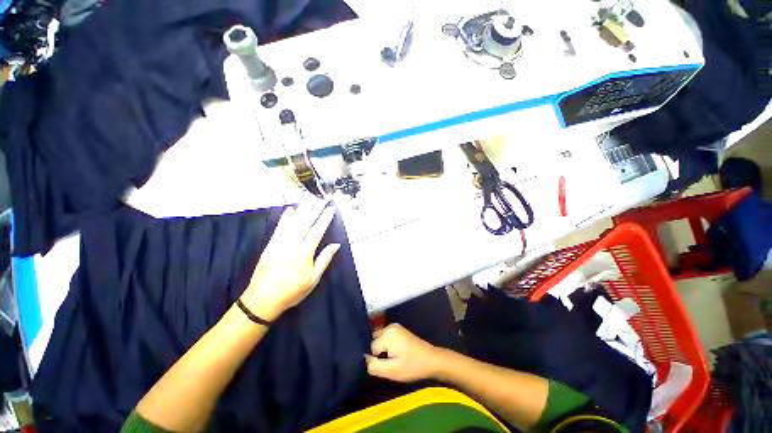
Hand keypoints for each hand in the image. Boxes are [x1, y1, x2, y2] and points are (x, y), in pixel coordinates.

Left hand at [240, 201, 340, 320]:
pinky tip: (290, 210)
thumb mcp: (313, 279)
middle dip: (314, 209)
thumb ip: (324, 259)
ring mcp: (279, 243)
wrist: (262, 299)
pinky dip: (285, 218)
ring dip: (301, 210)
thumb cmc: (292, 291)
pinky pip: (279, 227)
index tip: (330, 209)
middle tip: (321, 199)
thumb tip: (336, 245)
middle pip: (304, 222)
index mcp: (304, 252)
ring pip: (292, 222)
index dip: (325, 219)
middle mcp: (292, 244)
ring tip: (309, 200)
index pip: (317, 231)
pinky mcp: (270, 245)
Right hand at [365, 324, 443, 382]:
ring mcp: (394, 326)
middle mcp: (389, 326)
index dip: (376, 359)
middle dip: (377, 352)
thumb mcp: (392, 371)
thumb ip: (374, 365)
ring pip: (379, 339)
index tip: (385, 365)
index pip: (371, 347)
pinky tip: (395, 354)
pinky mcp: (398, 329)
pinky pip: (385, 337)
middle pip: (374, 340)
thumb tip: (363, 358)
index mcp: (387, 334)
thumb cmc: (412, 366)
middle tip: (388, 362)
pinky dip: (386, 345)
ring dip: (381, 349)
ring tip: (391, 359)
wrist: (431, 360)